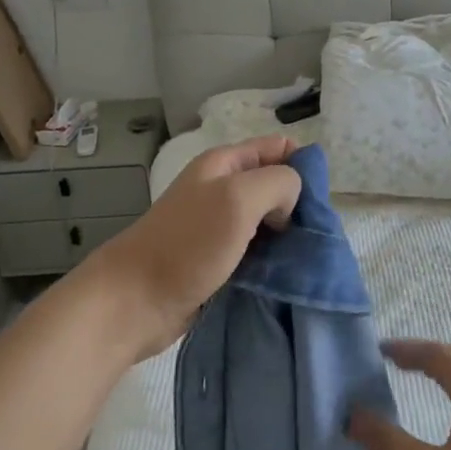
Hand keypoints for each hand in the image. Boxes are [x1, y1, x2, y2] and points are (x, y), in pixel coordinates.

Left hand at [83, 136, 301, 361]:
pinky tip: (284, 275)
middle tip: (313, 233)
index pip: (278, 147)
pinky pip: (256, 252)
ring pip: (268, 221)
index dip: (302, 165)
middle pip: (275, 185)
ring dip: (288, 236)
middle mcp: (221, 189)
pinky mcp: (217, 260)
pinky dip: (272, 260)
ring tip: (304, 257)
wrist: (135, 302)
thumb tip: (290, 200)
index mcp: (224, 163)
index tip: (315, 199)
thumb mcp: (238, 197)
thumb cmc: (187, 244)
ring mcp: (218, 226)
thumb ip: (278, 182)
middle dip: (298, 204)